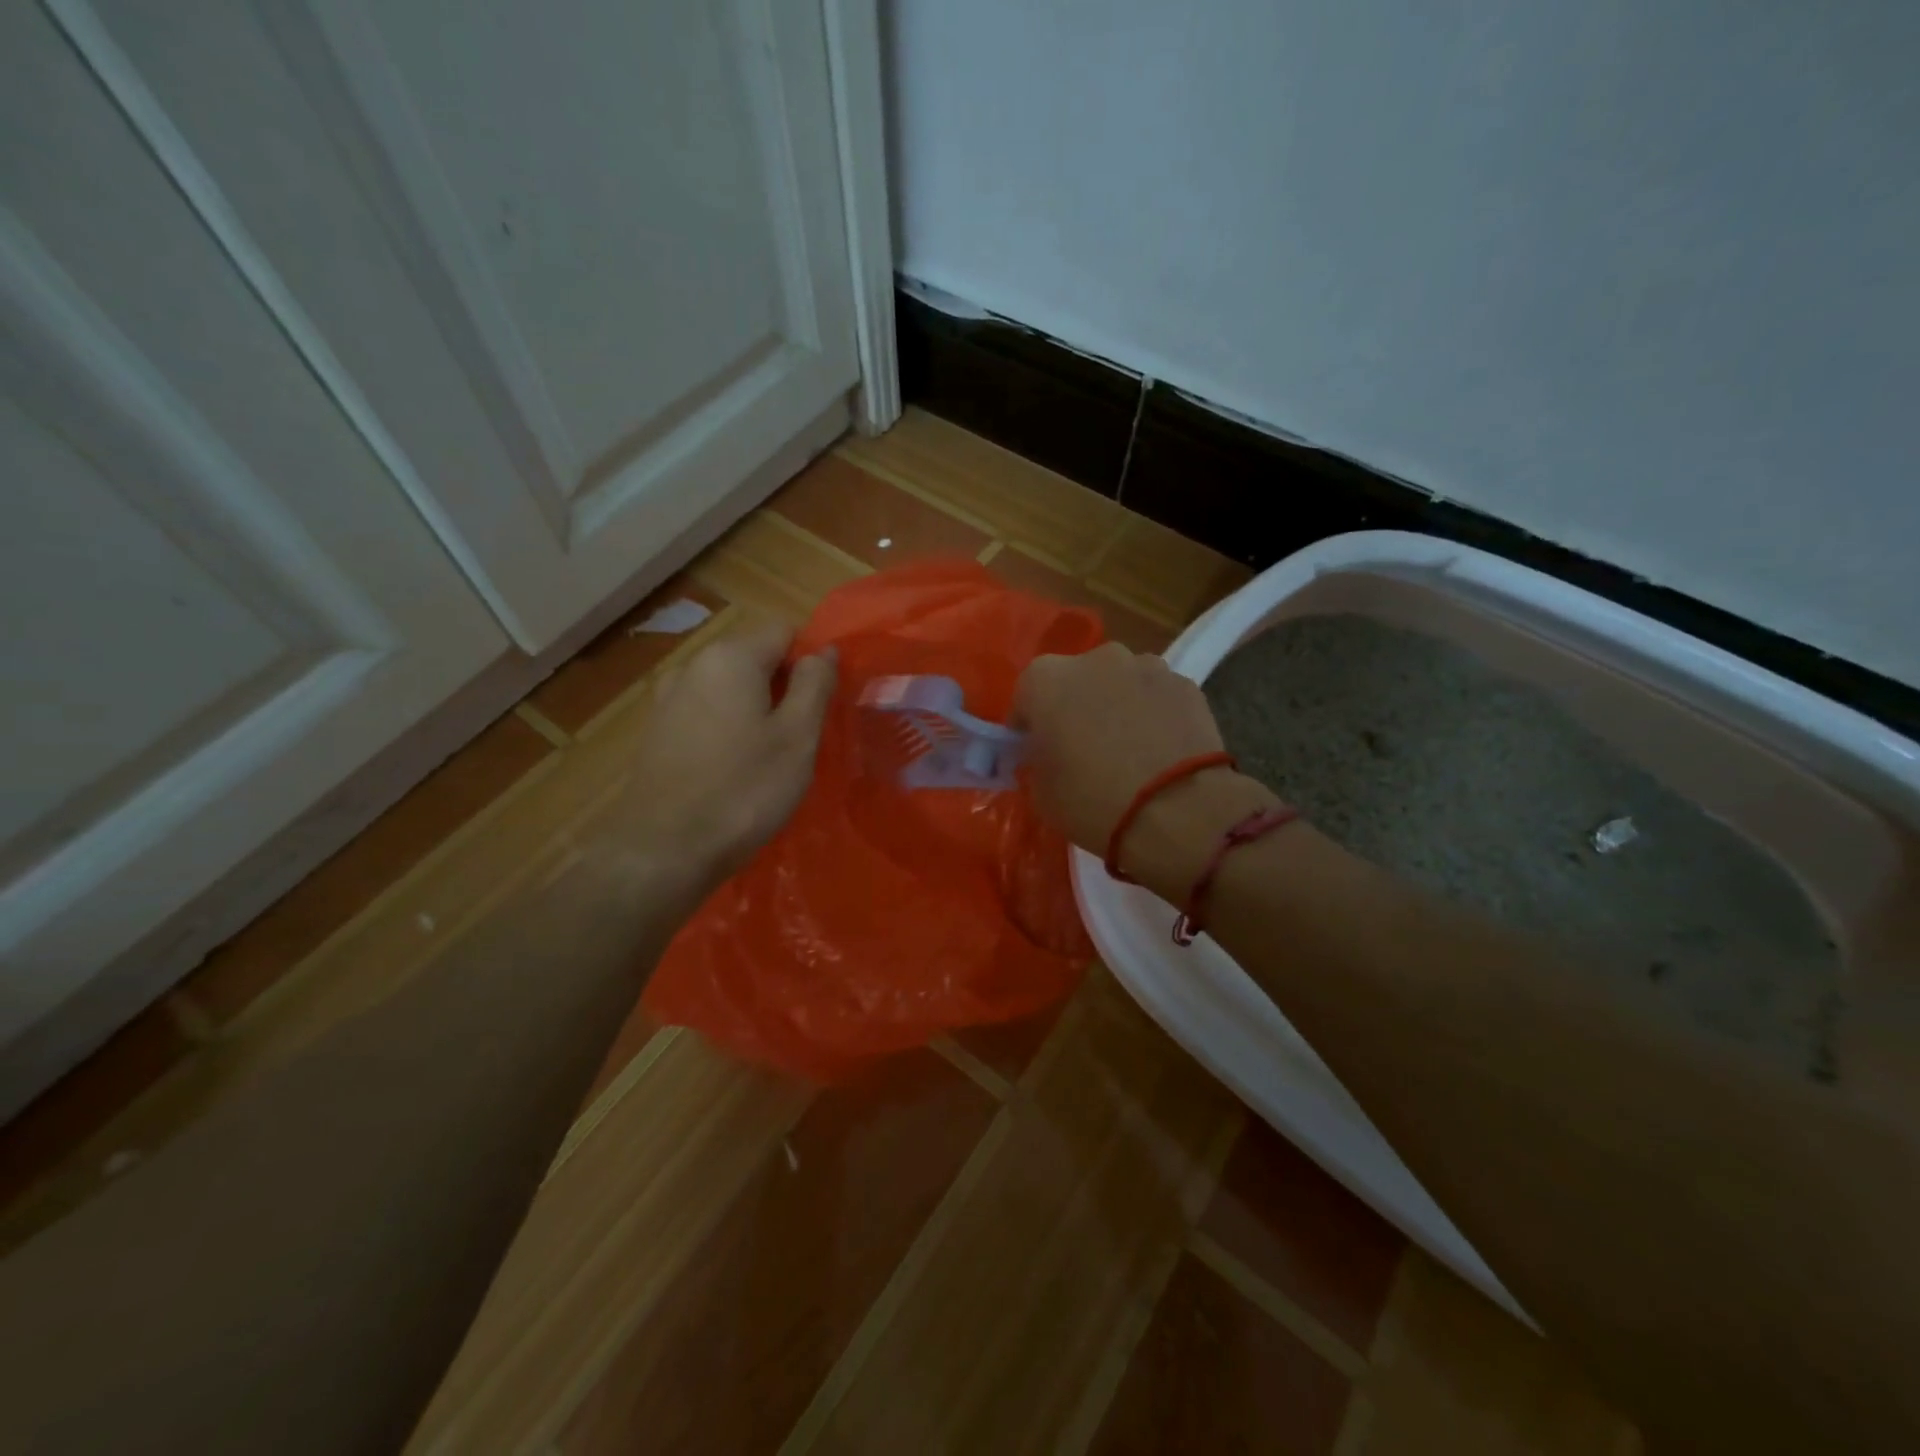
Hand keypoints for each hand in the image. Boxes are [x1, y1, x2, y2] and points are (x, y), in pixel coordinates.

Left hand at [608, 619, 835, 891]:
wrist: (665, 850)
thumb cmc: (744, 790)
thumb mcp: (797, 736)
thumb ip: (815, 684)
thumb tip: (825, 650)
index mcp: (730, 657)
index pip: (784, 631)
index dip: (811, 660)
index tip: (823, 704)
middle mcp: (693, 665)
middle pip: (754, 656)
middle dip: (784, 685)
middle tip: (803, 734)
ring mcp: (668, 698)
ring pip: (730, 687)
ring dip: (757, 708)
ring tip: (771, 755)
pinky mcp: (658, 731)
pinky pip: (707, 711)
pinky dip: (729, 726)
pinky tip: (735, 767)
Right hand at [1014, 642, 1274, 896]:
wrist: (1178, 812)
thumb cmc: (1093, 802)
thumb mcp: (1041, 792)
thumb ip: (1038, 760)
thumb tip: (1050, 753)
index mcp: (1046, 680)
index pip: (1026, 698)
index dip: (1029, 726)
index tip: (1036, 753)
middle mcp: (1095, 659)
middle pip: (1076, 681)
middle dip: (1076, 708)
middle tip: (1083, 749)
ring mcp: (1146, 666)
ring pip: (1120, 683)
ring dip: (1117, 706)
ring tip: (1128, 750)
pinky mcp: (1186, 684)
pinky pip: (1157, 697)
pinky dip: (1154, 715)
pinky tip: (1160, 751)